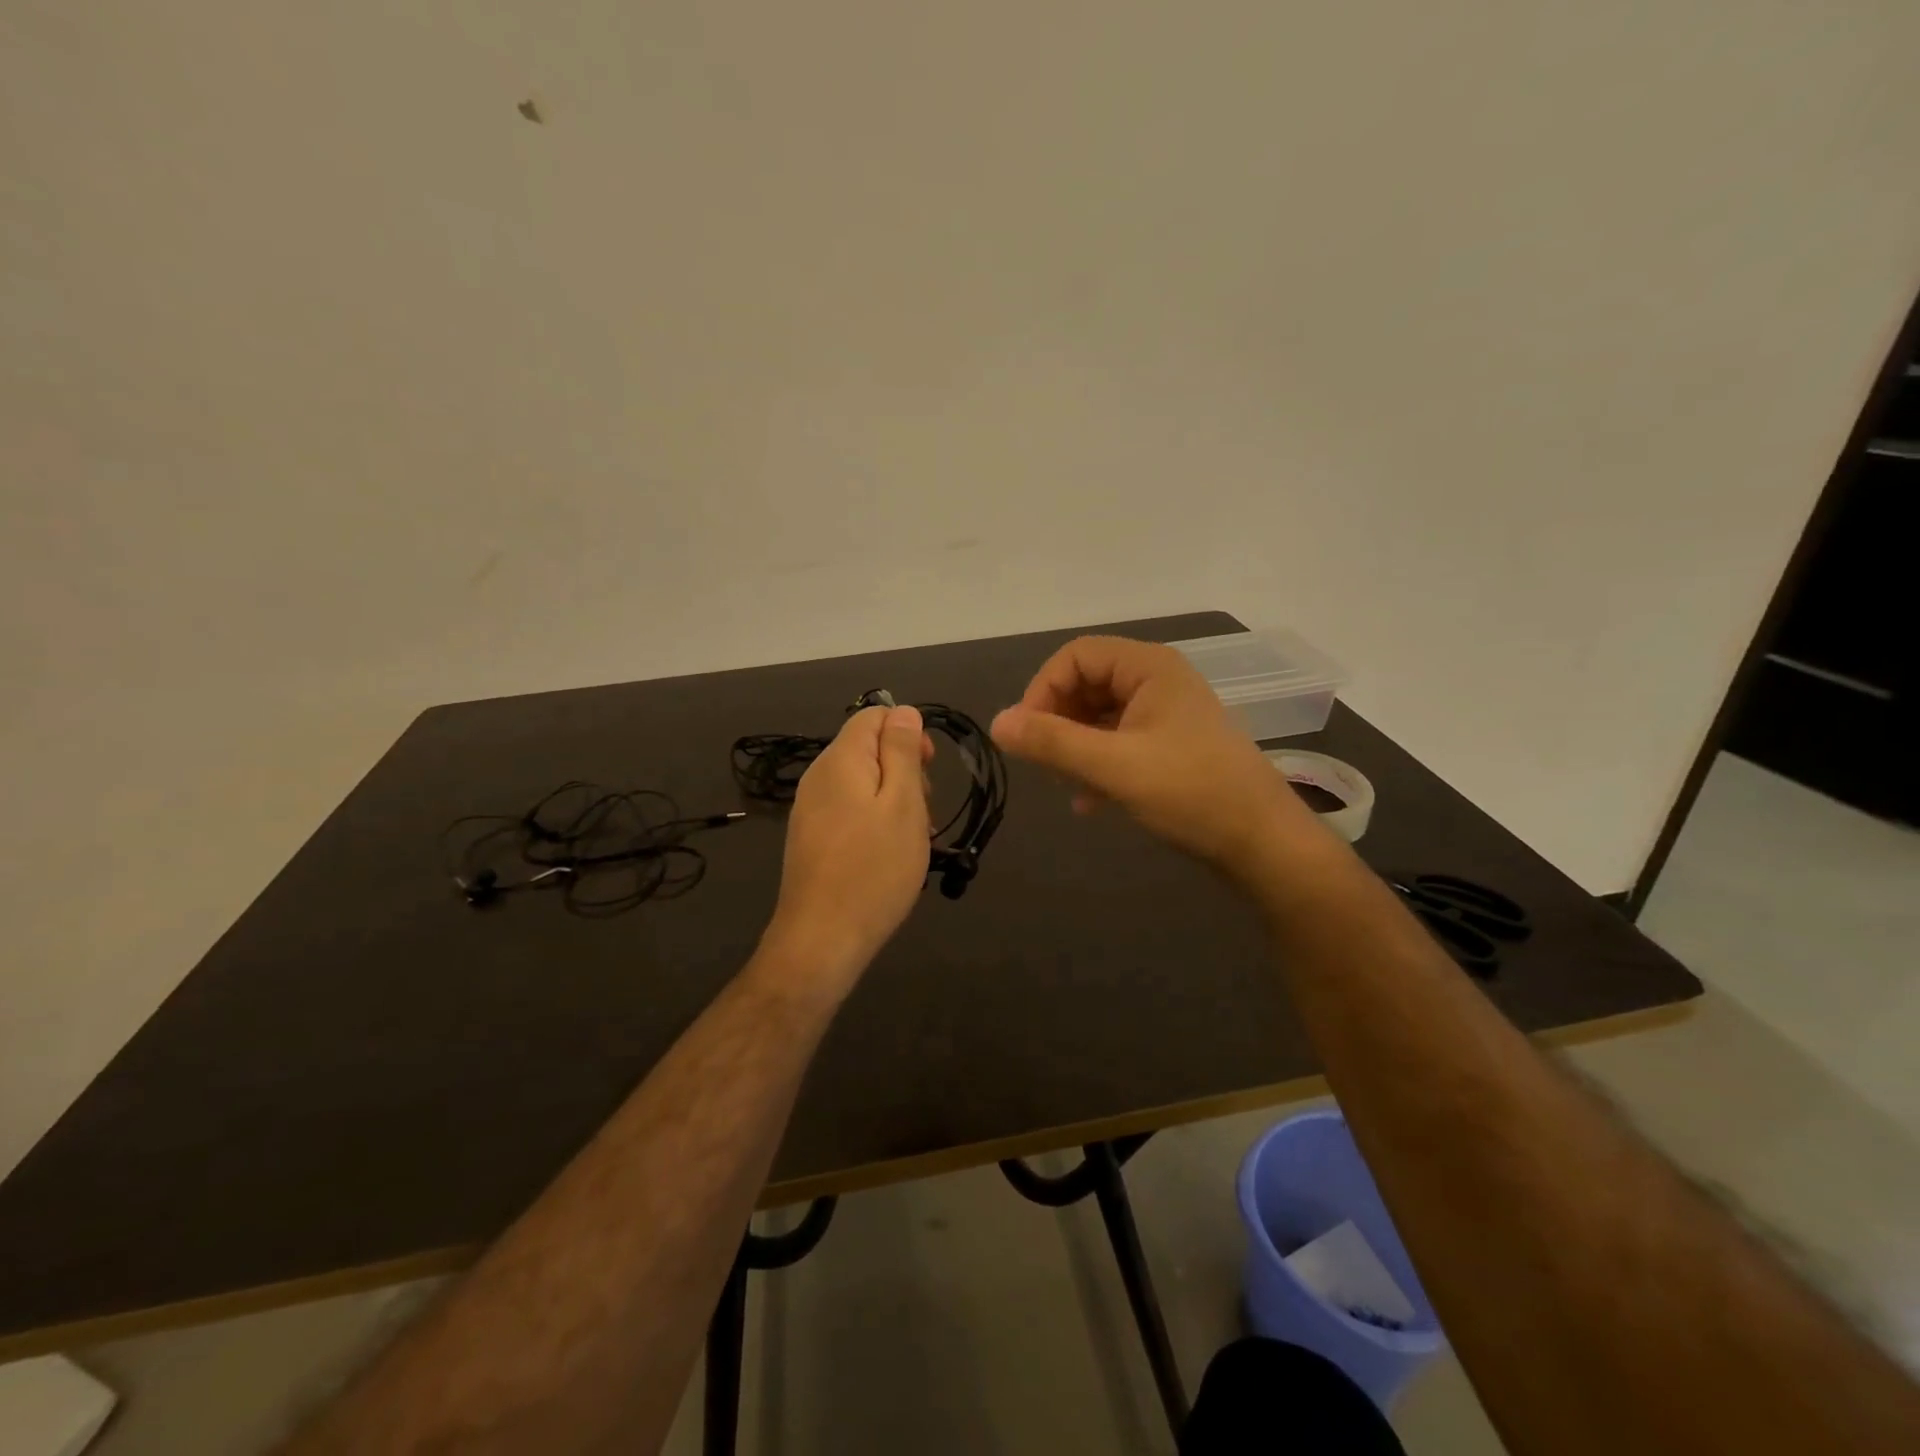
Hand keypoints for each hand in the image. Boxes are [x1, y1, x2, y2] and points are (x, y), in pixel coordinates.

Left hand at [763, 704, 932, 990]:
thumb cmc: (874, 868)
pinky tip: (889, 855)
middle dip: (904, 770)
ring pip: (863, 783)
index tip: (929, 769)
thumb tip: (903, 711)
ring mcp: (811, 809)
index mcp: (840, 759)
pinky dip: (875, 822)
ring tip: (911, 839)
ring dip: (894, 801)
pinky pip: (850, 811)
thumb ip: (902, 751)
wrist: (823, 938)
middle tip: (923, 812)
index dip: (908, 732)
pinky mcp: (812, 837)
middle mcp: (819, 777)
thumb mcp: (903, 804)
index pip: (874, 715)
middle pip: (868, 749)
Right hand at [991, 636, 1322, 874]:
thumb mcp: (1113, 766)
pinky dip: (1098, 764)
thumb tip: (997, 723)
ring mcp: (1166, 714)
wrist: (1262, 842)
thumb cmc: (1190, 792)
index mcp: (1149, 667)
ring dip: (1075, 746)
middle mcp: (1158, 681)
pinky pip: (1119, 741)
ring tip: (1065, 784)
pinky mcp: (1171, 746)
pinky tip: (1088, 802)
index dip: (1043, 690)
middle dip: (1059, 721)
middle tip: (1044, 762)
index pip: (1076, 656)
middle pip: (1087, 683)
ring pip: (1100, 716)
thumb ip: (1053, 742)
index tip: (1027, 735)